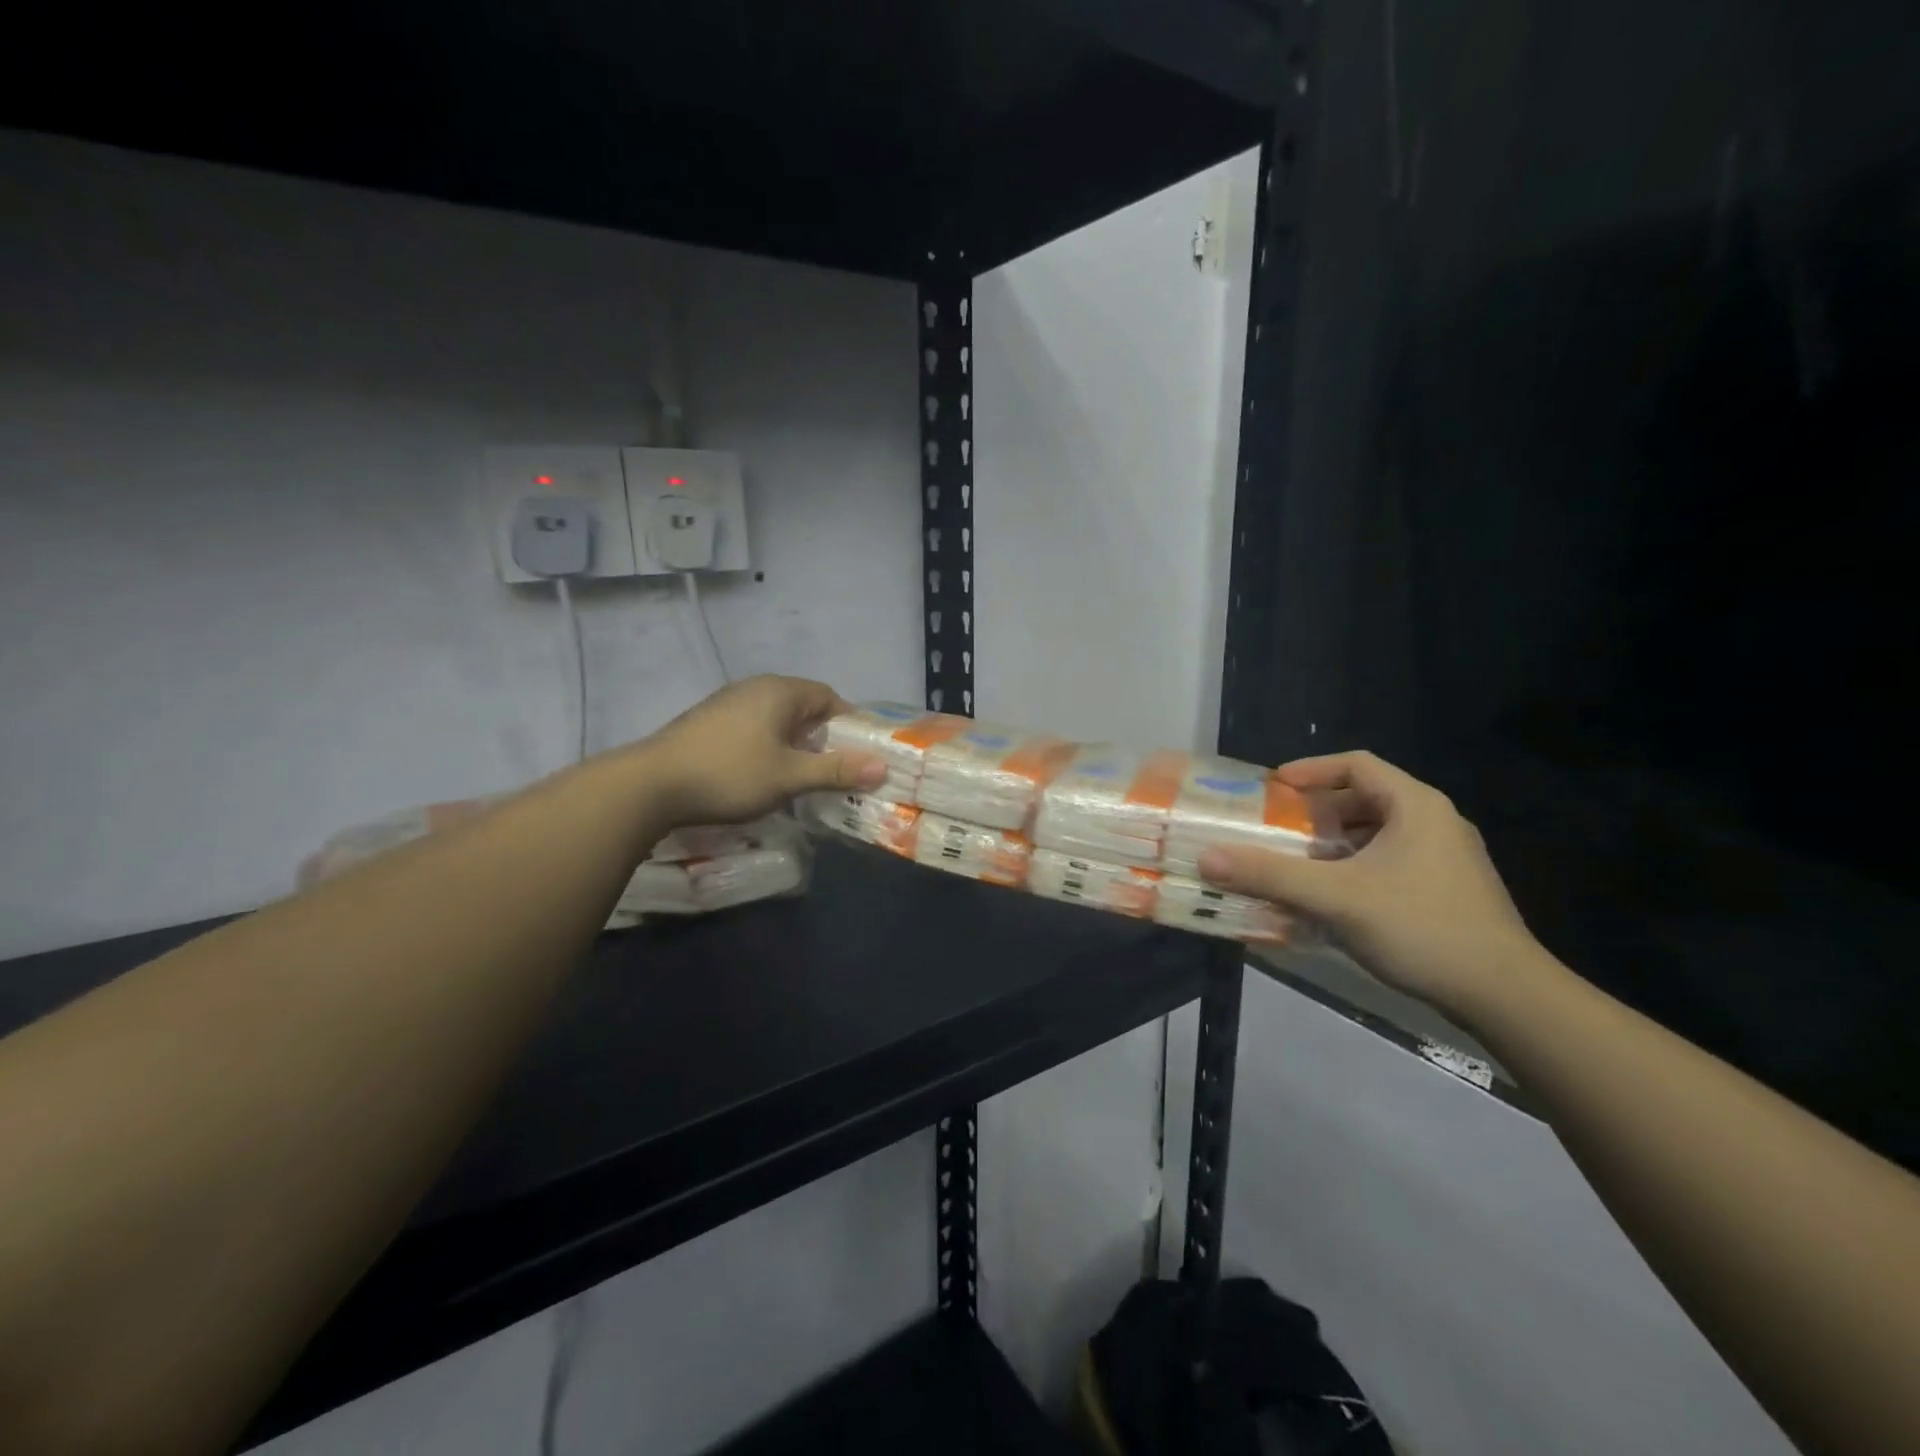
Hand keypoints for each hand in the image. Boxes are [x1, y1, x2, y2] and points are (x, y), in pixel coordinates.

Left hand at [637, 676, 886, 827]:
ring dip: (795, 744)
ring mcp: (728, 703)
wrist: (650, 785)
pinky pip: (754, 728)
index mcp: (780, 691)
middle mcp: (756, 688)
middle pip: (804, 707)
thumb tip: (883, 768)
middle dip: (823, 737)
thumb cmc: (729, 774)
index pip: (829, 697)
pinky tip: (763, 775)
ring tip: (803, 777)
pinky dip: (769, 747)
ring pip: (777, 719)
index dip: (849, 724)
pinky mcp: (708, 722)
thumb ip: (836, 770)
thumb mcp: (789, 776)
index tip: (859, 755)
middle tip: (836, 771)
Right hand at [1199, 751, 1547, 1016]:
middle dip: (1316, 814)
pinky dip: (1354, 869)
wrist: (1505, 995)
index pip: (1357, 764)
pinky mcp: (1448, 891)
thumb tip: (1207, 858)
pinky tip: (1332, 899)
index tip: (1273, 787)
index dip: (1311, 769)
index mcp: (1416, 806)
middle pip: (1365, 799)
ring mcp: (1446, 859)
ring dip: (1333, 845)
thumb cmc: (1420, 927)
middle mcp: (1434, 823)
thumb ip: (1270, 874)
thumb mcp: (1335, 897)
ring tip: (1296, 864)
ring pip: (1377, 835)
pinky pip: (1390, 863)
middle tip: (1277, 829)